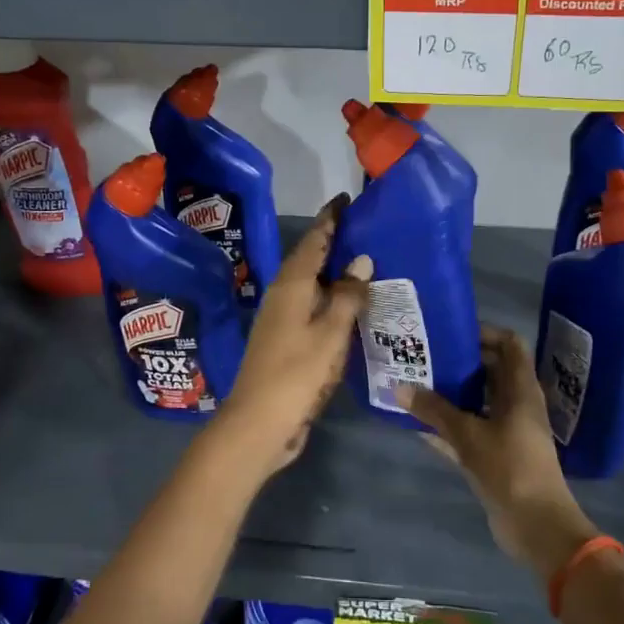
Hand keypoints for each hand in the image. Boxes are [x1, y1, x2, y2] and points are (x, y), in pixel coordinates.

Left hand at [211, 196, 372, 476]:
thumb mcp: (330, 333)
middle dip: (333, 242)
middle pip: (309, 259)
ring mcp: (281, 319)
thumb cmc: (296, 373)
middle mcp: (282, 295)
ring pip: (310, 284)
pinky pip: (311, 307)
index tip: (347, 200)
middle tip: (364, 228)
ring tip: (363, 262)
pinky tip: (348, 306)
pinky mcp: (285, 341)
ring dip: (332, 271)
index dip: (330, 219)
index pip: (314, 241)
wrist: (259, 423)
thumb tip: (361, 260)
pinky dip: (329, 298)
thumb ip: (346, 295)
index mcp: (291, 285)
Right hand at [400, 326, 597, 583]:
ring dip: (450, 394)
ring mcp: (508, 432)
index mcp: (521, 390)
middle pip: (490, 371)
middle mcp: (517, 405)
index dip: (484, 332)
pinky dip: (448, 426)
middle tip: (423, 354)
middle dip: (459, 362)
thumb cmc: (510, 469)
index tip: (450, 330)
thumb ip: (434, 410)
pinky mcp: (496, 456)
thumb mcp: (469, 435)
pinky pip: (469, 431)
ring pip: (477, 402)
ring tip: (415, 382)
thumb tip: (398, 386)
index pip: (509, 344)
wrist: (537, 527)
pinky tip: (417, 424)